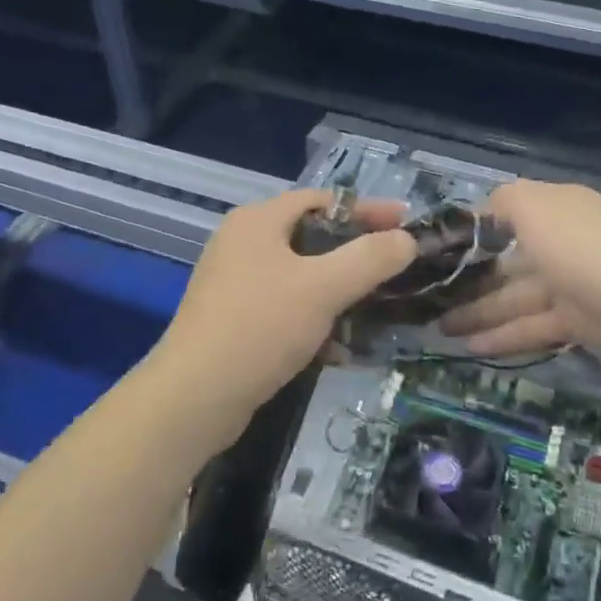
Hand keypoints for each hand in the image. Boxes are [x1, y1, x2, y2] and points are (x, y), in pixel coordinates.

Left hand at [153, 189, 416, 435]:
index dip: (367, 209)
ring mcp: (234, 283)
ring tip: (374, 310)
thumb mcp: (323, 288)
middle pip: (312, 237)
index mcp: (257, 221)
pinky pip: (285, 307)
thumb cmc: (260, 327)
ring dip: (338, 291)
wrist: (193, 400)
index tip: (406, 223)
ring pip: (300, 276)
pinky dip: (314, 319)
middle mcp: (242, 243)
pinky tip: (338, 348)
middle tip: (394, 267)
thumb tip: (407, 240)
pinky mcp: (233, 320)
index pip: (322, 200)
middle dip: (355, 254)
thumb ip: (370, 258)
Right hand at [440, 180, 600, 371]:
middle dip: (470, 278)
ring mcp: (573, 283)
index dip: (473, 230)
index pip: (507, 213)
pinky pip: (533, 326)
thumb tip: (484, 209)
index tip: (437, 250)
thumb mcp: (536, 207)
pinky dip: (504, 336)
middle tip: (430, 298)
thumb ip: (504, 201)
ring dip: (479, 312)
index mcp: (555, 208)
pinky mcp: (581, 323)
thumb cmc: (584, 249)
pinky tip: (471, 349)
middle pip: (508, 260)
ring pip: (517, 297)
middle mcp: (563, 241)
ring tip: (440, 329)